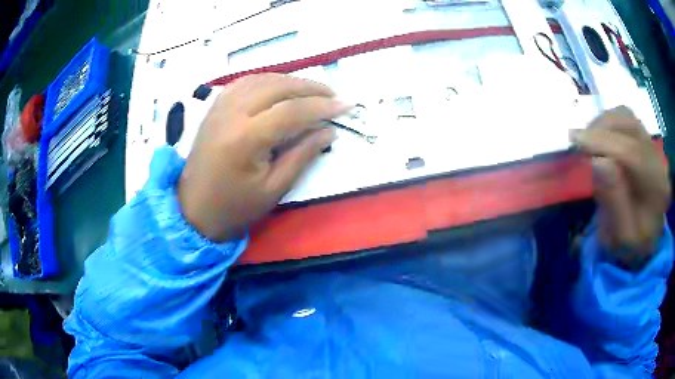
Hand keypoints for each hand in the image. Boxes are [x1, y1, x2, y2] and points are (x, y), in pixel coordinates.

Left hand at [178, 74, 349, 240]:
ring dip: (291, 81)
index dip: (322, 106)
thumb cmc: (234, 207)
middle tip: (333, 96)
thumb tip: (328, 131)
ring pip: (262, 79)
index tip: (347, 106)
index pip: (292, 111)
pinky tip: (280, 87)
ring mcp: (220, 107)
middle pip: (278, 87)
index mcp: (246, 139)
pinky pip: (244, 82)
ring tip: (312, 91)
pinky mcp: (215, 108)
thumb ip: (302, 155)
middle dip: (311, 88)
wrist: (193, 209)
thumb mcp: (274, 189)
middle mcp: (231, 114)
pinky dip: (267, 80)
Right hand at [571, 106, 670, 268]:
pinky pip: (626, 119)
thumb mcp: (621, 236)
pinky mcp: (646, 141)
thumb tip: (597, 161)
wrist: (647, 241)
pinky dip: (609, 122)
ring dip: (604, 123)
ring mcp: (653, 147)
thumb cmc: (632, 245)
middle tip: (579, 142)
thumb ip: (613, 202)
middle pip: (630, 126)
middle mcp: (658, 160)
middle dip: (601, 128)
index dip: (603, 143)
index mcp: (657, 189)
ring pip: (626, 116)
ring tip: (588, 140)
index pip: (633, 154)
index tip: (575, 140)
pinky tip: (600, 138)